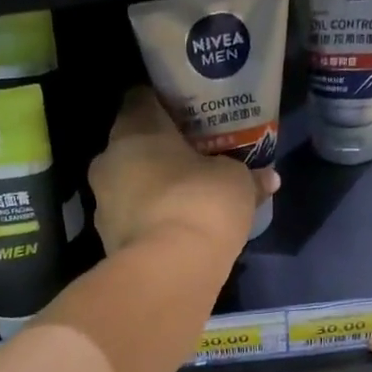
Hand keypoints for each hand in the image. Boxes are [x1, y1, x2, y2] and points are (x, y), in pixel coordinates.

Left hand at [89, 88, 276, 254]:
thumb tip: (269, 178)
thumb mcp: (237, 184)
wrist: (168, 271)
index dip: (164, 106)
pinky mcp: (107, 242)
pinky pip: (131, 223)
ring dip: (150, 192)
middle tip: (190, 162)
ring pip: (128, 187)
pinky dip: (149, 225)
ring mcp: (102, 205)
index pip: (141, 99)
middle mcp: (108, 160)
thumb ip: (249, 176)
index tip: (188, 117)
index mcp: (134, 128)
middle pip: (132, 147)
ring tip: (184, 204)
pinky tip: (174, 235)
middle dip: (158, 154)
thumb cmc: (201, 204)